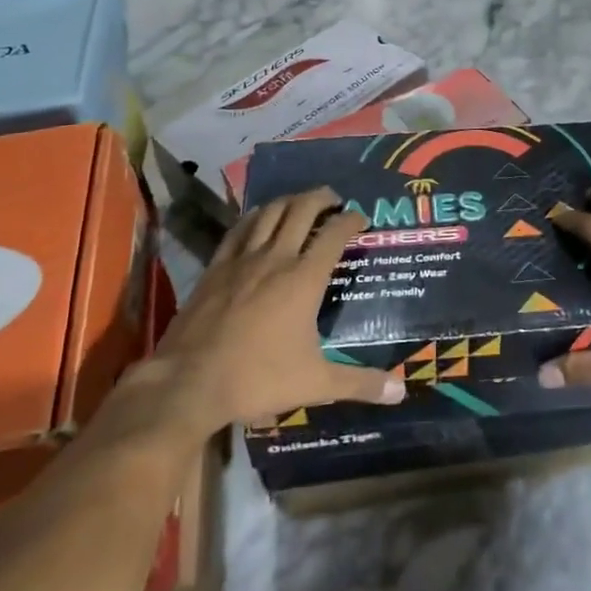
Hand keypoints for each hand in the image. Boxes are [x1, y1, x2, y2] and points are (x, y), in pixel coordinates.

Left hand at [99, 190, 403, 444]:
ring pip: (269, 212)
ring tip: (300, 203)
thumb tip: (400, 392)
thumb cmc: (258, 379)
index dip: (350, 219)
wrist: (189, 382)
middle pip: (302, 210)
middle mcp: (276, 258)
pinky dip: (254, 216)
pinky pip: (238, 229)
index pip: (334, 234)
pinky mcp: (216, 267)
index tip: (361, 217)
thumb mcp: (315, 384)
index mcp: (304, 279)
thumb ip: (359, 383)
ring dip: (289, 201)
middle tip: (333, 199)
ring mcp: (242, 259)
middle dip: (321, 198)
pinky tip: (257, 219)